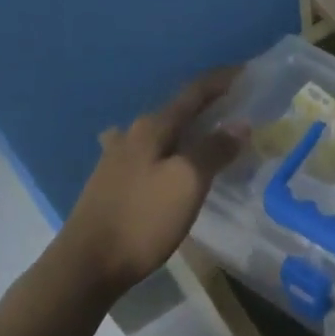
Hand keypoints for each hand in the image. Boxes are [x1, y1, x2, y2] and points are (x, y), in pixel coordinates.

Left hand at [54, 69, 245, 296]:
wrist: (88, 263)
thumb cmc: (142, 219)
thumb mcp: (188, 182)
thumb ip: (215, 150)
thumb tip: (240, 124)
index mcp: (152, 128)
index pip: (193, 93)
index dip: (221, 81)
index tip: (246, 72)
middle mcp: (132, 135)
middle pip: (176, 111)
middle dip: (207, 106)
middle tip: (237, 108)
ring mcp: (117, 159)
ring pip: (161, 133)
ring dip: (186, 129)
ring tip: (207, 134)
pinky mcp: (112, 183)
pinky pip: (149, 154)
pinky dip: (169, 151)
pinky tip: (166, 161)